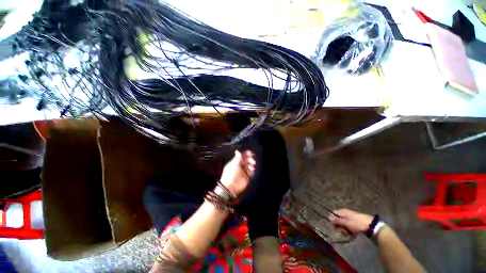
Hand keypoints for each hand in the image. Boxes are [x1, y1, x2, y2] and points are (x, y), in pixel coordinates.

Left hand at [220, 150, 255, 196]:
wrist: (231, 187)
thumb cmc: (231, 174)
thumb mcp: (234, 165)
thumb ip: (237, 158)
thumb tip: (238, 151)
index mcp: (236, 162)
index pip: (242, 156)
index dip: (246, 154)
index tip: (250, 153)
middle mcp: (240, 165)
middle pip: (246, 160)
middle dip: (250, 159)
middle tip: (252, 161)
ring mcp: (244, 171)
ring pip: (250, 165)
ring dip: (252, 164)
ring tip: (252, 166)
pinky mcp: (247, 176)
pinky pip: (251, 171)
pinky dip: (253, 170)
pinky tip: (252, 170)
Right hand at [328, 208, 373, 234]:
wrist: (372, 226)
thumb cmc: (357, 224)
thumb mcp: (346, 223)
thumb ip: (337, 220)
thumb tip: (328, 217)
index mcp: (342, 211)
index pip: (333, 214)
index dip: (333, 221)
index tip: (336, 227)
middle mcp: (345, 213)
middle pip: (338, 220)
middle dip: (339, 227)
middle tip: (344, 232)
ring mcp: (350, 217)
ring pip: (343, 224)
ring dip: (344, 229)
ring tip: (349, 234)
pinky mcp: (355, 222)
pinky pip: (348, 225)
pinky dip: (349, 230)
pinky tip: (352, 233)